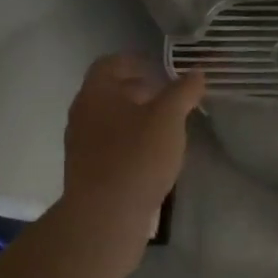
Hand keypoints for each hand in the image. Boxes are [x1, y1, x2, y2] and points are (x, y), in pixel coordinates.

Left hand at [60, 55, 205, 252]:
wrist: (104, 218)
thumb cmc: (136, 156)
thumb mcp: (169, 118)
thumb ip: (183, 91)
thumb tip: (196, 72)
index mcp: (96, 94)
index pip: (110, 63)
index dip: (135, 60)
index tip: (161, 67)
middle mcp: (82, 115)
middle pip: (109, 91)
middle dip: (139, 88)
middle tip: (169, 94)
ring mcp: (81, 145)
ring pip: (110, 119)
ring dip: (136, 116)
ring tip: (166, 125)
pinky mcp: (88, 171)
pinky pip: (110, 144)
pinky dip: (131, 139)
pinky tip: (154, 154)